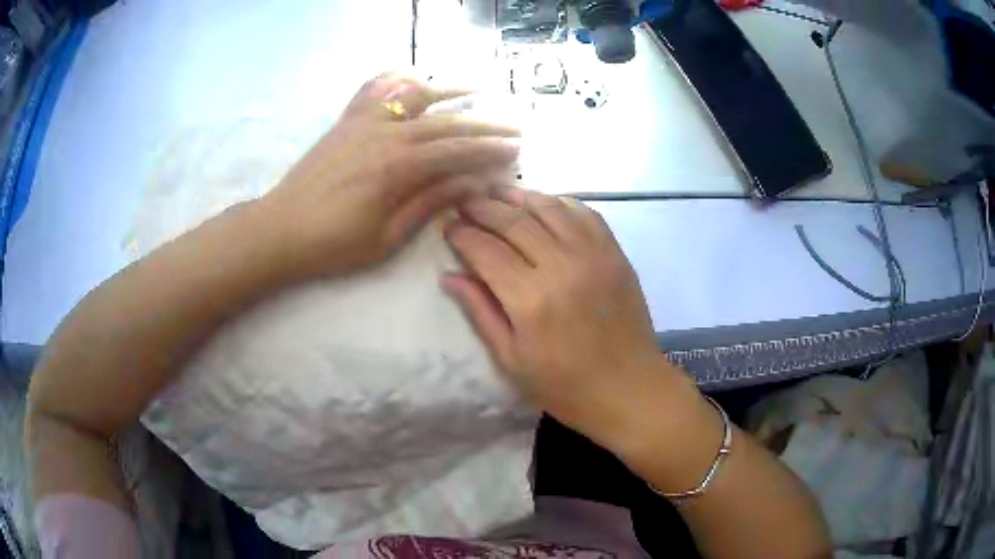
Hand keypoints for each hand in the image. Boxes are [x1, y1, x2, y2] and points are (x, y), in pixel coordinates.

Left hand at [260, 73, 519, 278]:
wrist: (280, 230)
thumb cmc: (333, 244)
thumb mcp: (387, 238)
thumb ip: (430, 203)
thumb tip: (472, 184)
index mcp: (398, 168)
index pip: (457, 153)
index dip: (490, 151)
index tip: (516, 151)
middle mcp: (385, 134)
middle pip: (445, 123)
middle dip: (483, 125)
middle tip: (513, 128)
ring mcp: (364, 122)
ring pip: (416, 97)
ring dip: (449, 91)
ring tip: (476, 89)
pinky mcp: (347, 121)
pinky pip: (374, 89)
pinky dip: (397, 79)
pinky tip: (413, 77)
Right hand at [442, 188, 696, 449]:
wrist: (629, 388)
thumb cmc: (565, 386)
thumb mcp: (511, 360)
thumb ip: (480, 312)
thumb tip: (449, 276)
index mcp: (530, 299)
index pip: (486, 250)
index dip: (462, 234)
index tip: (447, 225)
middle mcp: (561, 266)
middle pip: (514, 222)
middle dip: (483, 207)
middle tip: (464, 202)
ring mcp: (593, 255)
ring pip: (548, 209)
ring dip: (518, 197)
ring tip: (496, 193)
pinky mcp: (615, 253)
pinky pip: (585, 214)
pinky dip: (560, 203)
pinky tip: (544, 204)